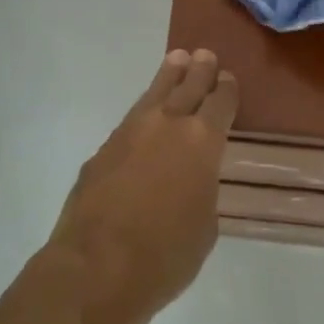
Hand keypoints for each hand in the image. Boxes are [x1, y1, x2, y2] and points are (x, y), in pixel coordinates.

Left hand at [49, 49, 237, 323]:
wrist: (95, 269)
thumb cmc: (164, 256)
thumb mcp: (204, 227)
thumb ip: (202, 191)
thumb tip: (192, 181)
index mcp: (202, 142)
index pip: (220, 104)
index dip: (226, 90)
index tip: (228, 78)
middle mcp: (166, 126)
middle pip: (187, 87)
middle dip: (199, 71)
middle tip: (205, 55)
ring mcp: (129, 134)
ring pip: (154, 94)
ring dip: (168, 77)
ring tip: (176, 59)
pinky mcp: (102, 150)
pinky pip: (130, 119)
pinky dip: (144, 110)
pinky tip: (145, 113)